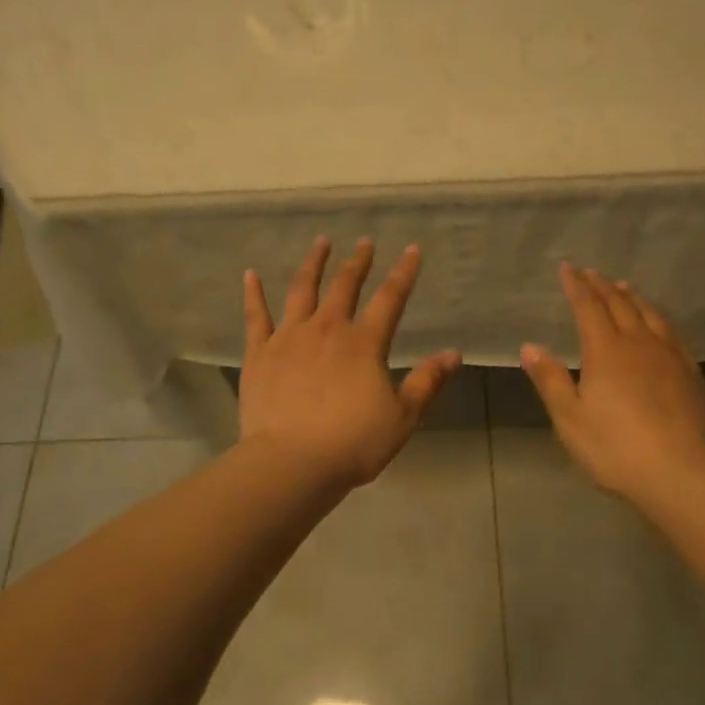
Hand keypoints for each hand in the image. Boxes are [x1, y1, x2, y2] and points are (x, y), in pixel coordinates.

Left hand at [240, 237, 460, 489]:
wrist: (292, 462)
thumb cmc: (353, 443)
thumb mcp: (402, 416)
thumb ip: (427, 381)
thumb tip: (453, 354)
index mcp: (364, 343)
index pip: (390, 299)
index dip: (404, 273)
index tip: (411, 249)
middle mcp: (327, 329)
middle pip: (345, 286)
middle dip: (358, 262)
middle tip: (364, 243)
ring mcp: (289, 337)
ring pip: (302, 290)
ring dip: (313, 264)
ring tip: (320, 243)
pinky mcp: (259, 353)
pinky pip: (256, 316)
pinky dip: (254, 294)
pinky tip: (251, 275)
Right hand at [520, 264, 704, 504]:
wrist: (680, 471)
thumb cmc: (614, 447)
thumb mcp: (570, 418)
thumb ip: (550, 379)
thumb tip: (530, 346)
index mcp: (606, 351)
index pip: (589, 308)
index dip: (577, 286)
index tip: (568, 268)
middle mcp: (640, 344)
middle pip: (621, 305)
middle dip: (603, 287)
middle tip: (593, 273)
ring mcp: (671, 357)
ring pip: (651, 315)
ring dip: (634, 298)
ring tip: (625, 288)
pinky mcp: (692, 375)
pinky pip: (673, 334)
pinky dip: (659, 320)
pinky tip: (660, 326)